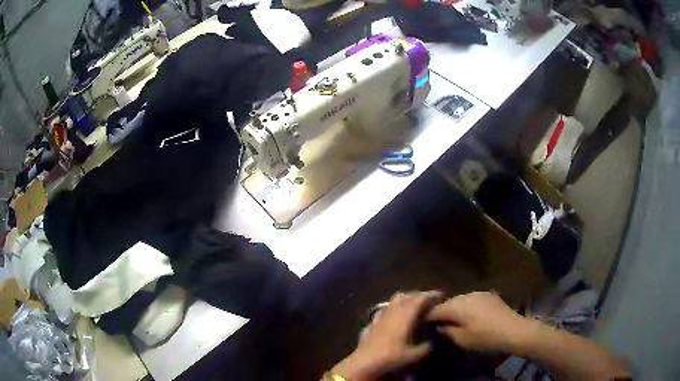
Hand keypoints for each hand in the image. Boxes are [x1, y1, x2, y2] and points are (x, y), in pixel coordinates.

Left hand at [331, 291, 441, 379]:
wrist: (363, 364)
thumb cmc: (391, 357)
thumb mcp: (415, 355)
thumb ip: (426, 346)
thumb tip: (431, 341)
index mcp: (405, 315)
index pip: (420, 299)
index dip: (431, 295)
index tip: (440, 295)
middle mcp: (392, 312)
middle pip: (406, 296)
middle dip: (418, 296)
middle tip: (428, 301)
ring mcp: (379, 317)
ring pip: (393, 302)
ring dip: (404, 301)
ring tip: (412, 307)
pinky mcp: (370, 324)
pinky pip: (383, 311)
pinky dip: (391, 310)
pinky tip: (393, 318)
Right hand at [427, 292, 532, 352]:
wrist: (513, 330)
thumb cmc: (485, 337)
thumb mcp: (461, 339)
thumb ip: (446, 331)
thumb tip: (437, 326)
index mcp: (457, 306)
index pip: (434, 309)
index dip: (427, 318)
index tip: (424, 326)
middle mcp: (466, 295)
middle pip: (447, 303)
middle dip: (441, 313)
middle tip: (438, 325)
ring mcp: (478, 293)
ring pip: (459, 300)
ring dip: (454, 309)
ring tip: (454, 321)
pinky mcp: (488, 295)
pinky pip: (471, 300)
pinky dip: (466, 307)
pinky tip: (470, 317)